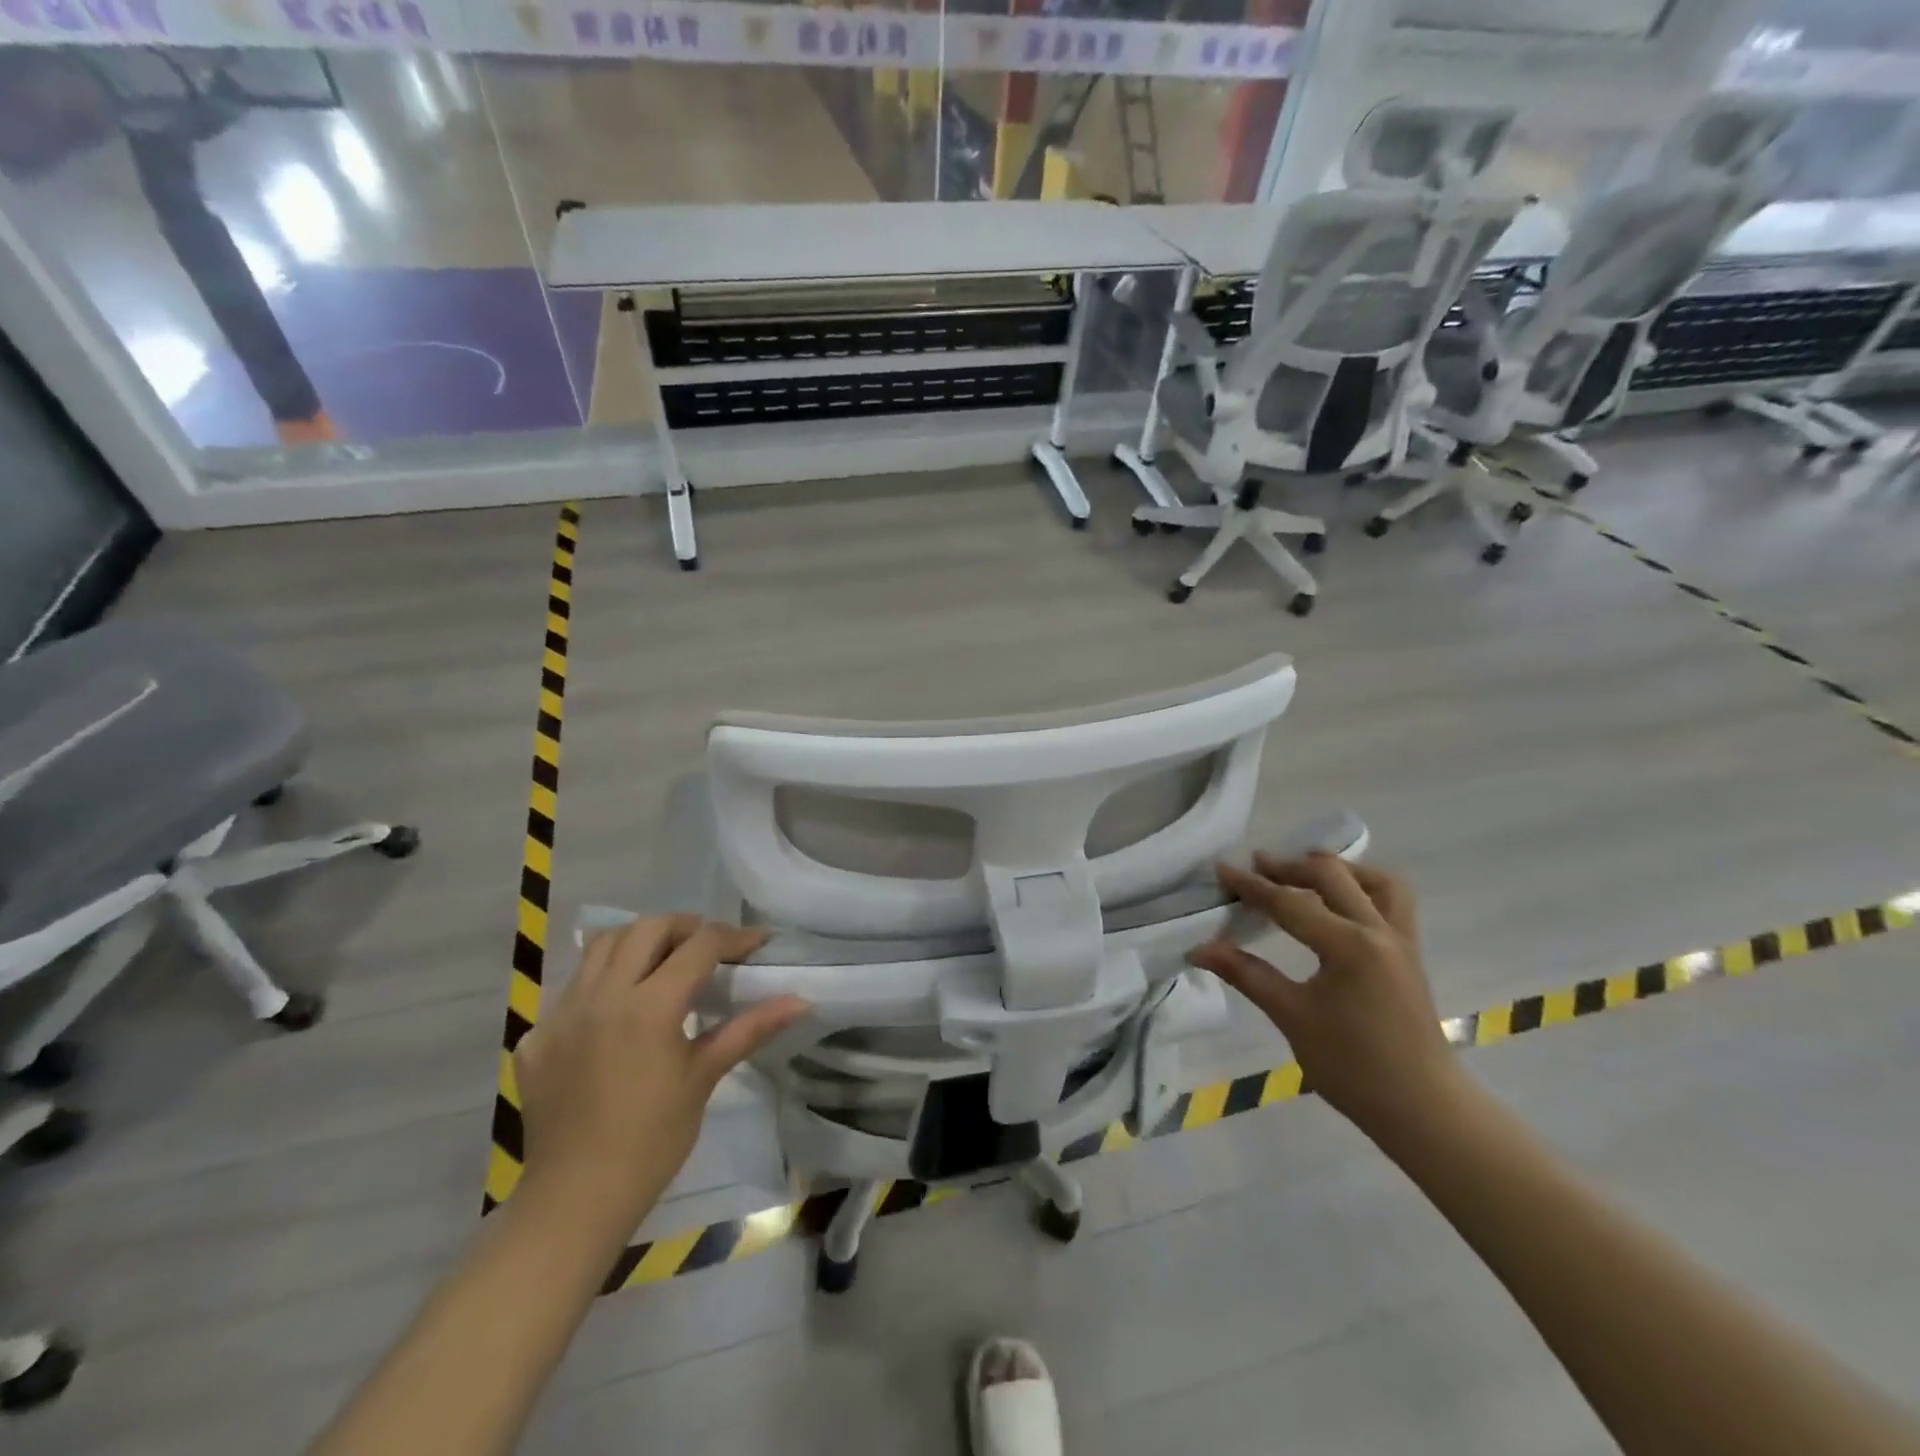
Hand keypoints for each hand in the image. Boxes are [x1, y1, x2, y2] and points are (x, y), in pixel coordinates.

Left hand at [512, 916, 808, 1239]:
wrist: (574, 1200)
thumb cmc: (652, 1141)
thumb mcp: (704, 1077)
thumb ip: (750, 1028)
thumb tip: (801, 1001)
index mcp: (650, 1006)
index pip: (700, 945)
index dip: (735, 937)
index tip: (759, 942)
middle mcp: (602, 995)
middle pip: (648, 928)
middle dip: (686, 927)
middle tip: (710, 948)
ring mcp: (562, 1013)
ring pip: (602, 945)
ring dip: (639, 941)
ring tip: (663, 961)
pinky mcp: (537, 1036)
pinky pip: (572, 987)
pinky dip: (603, 981)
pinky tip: (618, 1011)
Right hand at [1188, 853, 1459, 1142]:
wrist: (1423, 1109)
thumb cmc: (1353, 1067)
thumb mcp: (1292, 1017)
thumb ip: (1247, 974)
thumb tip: (1199, 949)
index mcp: (1349, 946)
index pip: (1290, 904)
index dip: (1251, 886)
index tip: (1221, 870)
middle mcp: (1379, 931)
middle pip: (1332, 877)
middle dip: (1290, 867)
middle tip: (1256, 867)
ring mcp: (1401, 940)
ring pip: (1374, 880)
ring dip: (1337, 869)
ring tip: (1305, 872)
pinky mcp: (1410, 954)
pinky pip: (1392, 901)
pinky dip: (1363, 887)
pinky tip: (1340, 901)